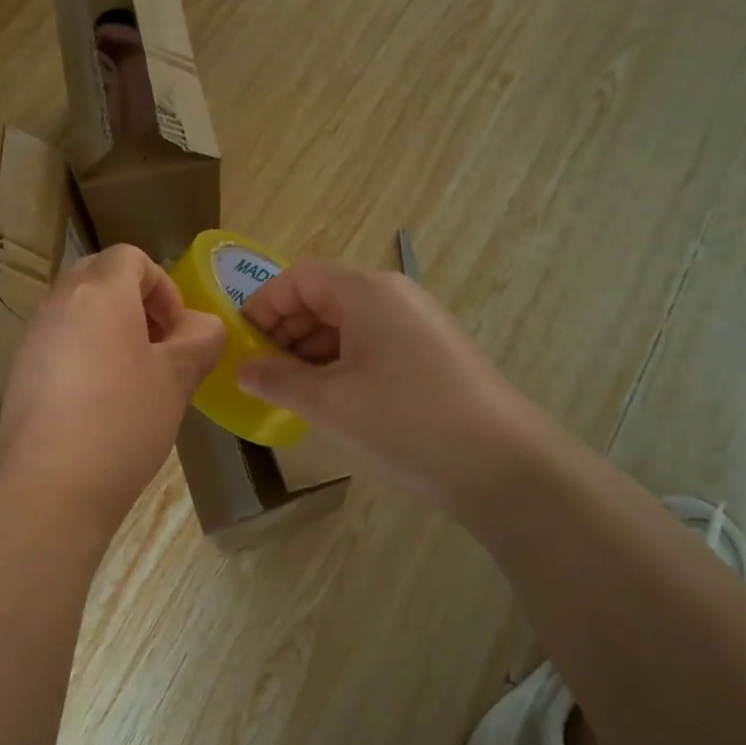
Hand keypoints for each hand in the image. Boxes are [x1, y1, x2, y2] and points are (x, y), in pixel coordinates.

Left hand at [0, 245, 225, 526]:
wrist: (50, 488)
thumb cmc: (123, 423)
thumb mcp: (176, 379)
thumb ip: (199, 340)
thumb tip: (203, 326)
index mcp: (99, 293)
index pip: (130, 257)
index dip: (163, 286)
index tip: (176, 331)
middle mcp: (59, 303)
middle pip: (99, 276)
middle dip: (136, 302)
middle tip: (158, 346)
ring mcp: (33, 337)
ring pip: (77, 310)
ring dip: (110, 328)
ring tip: (133, 378)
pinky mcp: (20, 371)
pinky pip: (59, 342)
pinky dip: (84, 353)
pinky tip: (100, 402)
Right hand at [238, 260, 543, 512]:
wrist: (504, 466)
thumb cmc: (405, 421)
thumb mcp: (328, 402)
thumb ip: (277, 380)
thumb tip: (243, 370)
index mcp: (367, 291)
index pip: (299, 277)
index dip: (263, 304)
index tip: (241, 344)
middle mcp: (394, 297)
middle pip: (324, 296)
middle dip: (285, 331)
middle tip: (261, 373)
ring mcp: (418, 325)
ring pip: (348, 324)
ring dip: (311, 351)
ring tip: (290, 392)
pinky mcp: (432, 355)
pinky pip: (372, 346)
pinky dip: (341, 364)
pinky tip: (330, 401)